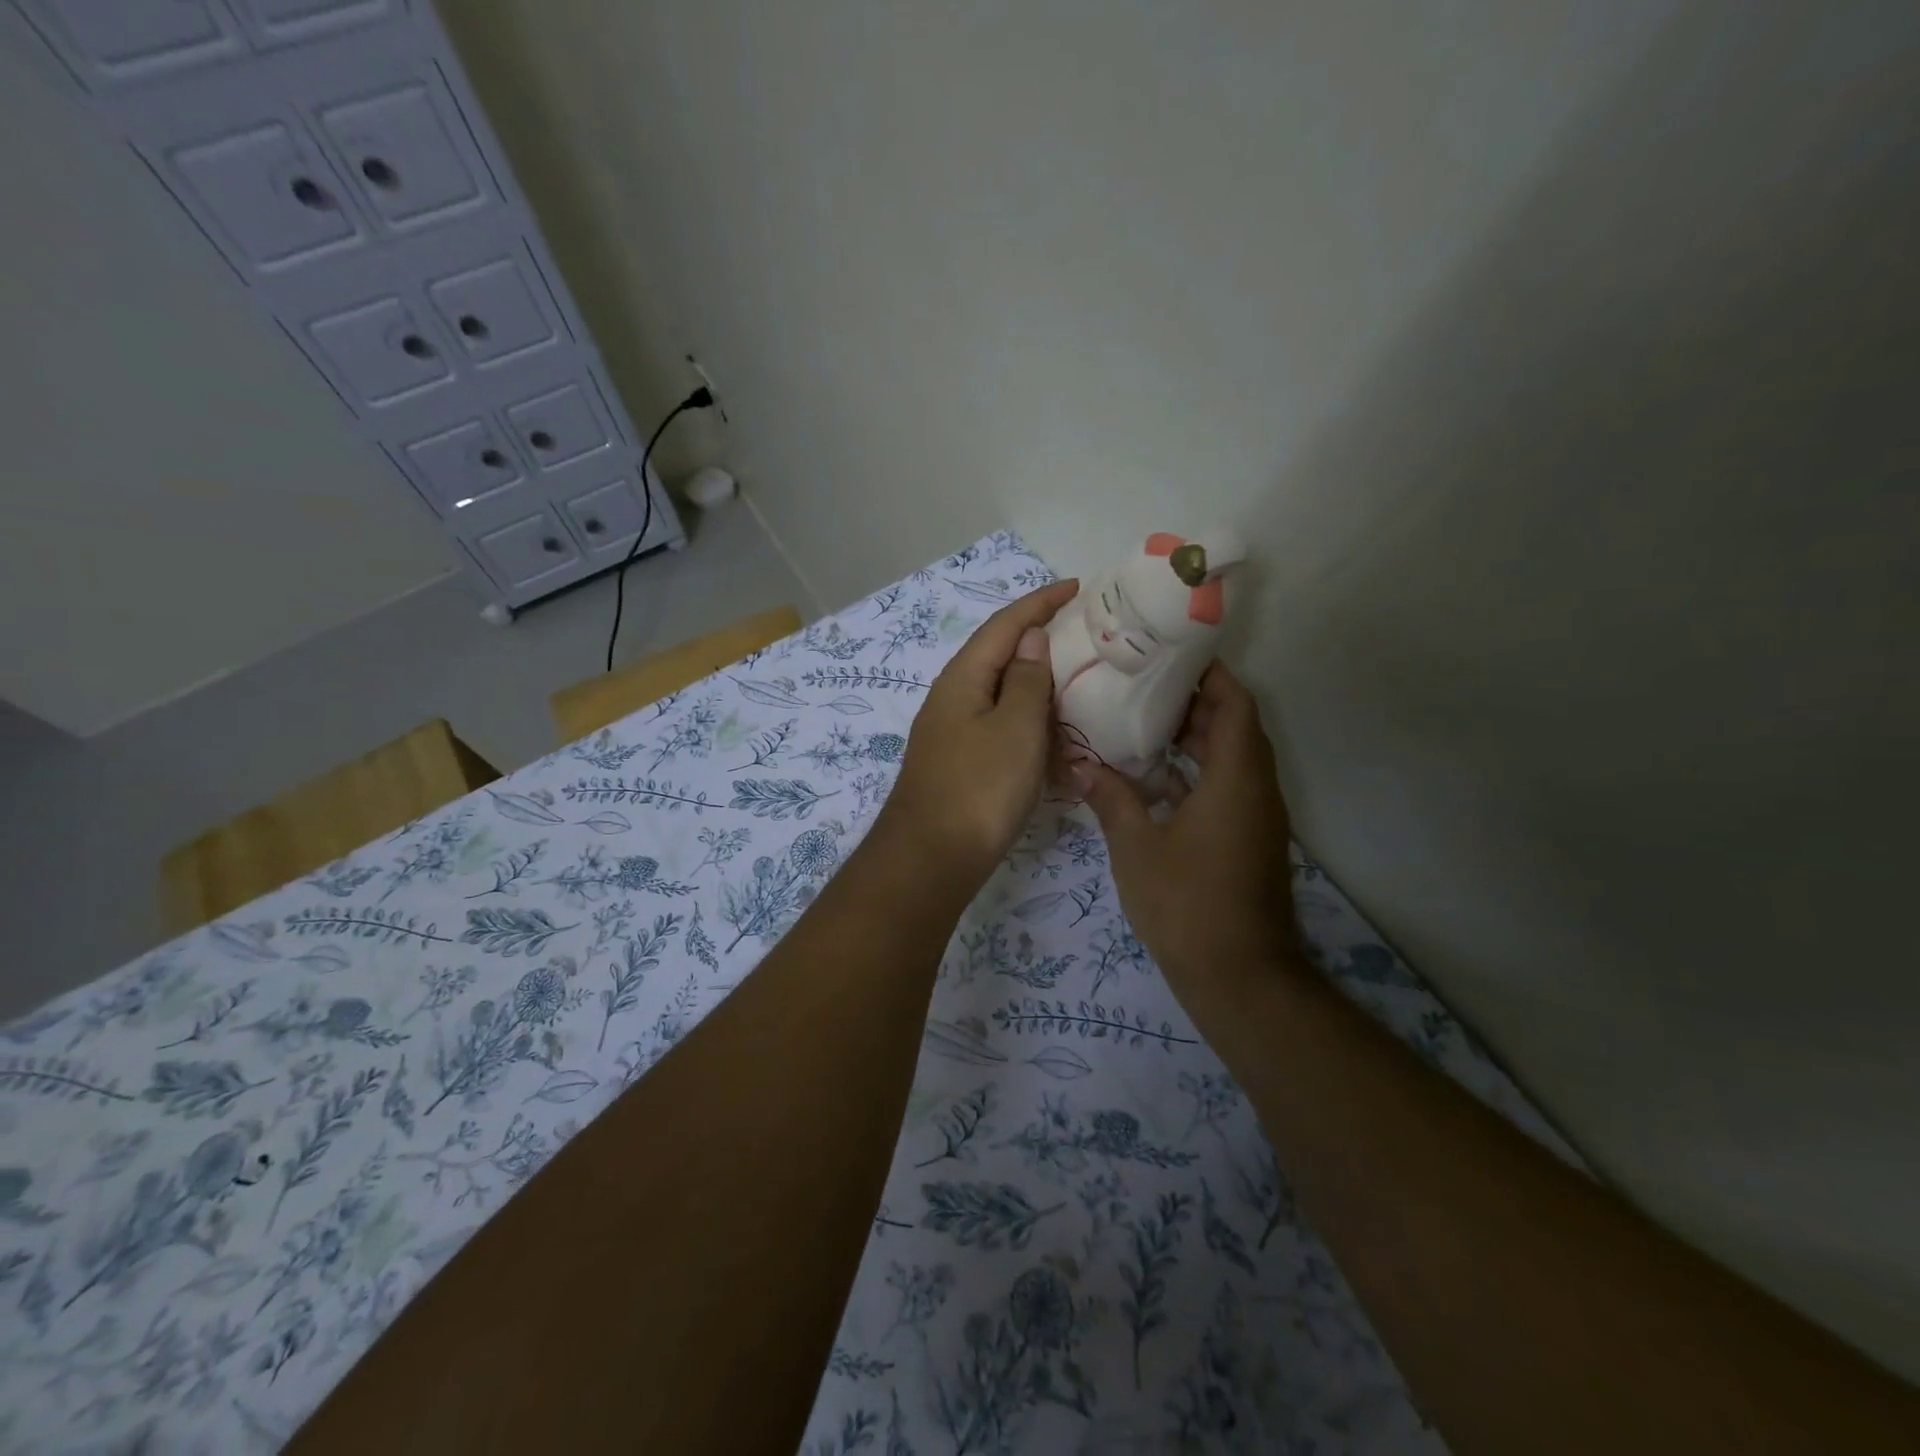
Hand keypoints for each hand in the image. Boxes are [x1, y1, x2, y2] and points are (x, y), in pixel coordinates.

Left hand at [880, 579, 1080, 884]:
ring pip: (1001, 694)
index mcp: (963, 678)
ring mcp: (953, 733)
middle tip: (1084, 634)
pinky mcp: (960, 763)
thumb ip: (1028, 680)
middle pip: (999, 655)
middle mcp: (952, 698)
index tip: (1077, 587)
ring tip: (1077, 679)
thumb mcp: (1016, 728)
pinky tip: (1051, 734)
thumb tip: (1031, 639)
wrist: (931, 859)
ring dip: (1036, 684)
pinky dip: (1028, 723)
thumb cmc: (979, 788)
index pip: (1005, 625)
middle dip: (1039, 640)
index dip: (1040, 602)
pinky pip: (999, 728)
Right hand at [1079, 662, 1301, 1010]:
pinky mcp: (1249, 840)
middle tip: (1143, 686)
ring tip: (1143, 723)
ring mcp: (1256, 817)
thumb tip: (1081, 765)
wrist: (1238, 977)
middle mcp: (1256, 789)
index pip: (1235, 704)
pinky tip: (1154, 779)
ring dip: (1196, 738)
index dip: (1210, 674)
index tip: (1172, 655)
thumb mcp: (1136, 847)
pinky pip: (1228, 787)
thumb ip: (1111, 798)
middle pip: (1235, 726)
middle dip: (1195, 702)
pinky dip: (1198, 772)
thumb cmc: (1187, 903)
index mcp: (1236, 778)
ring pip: (1232, 758)